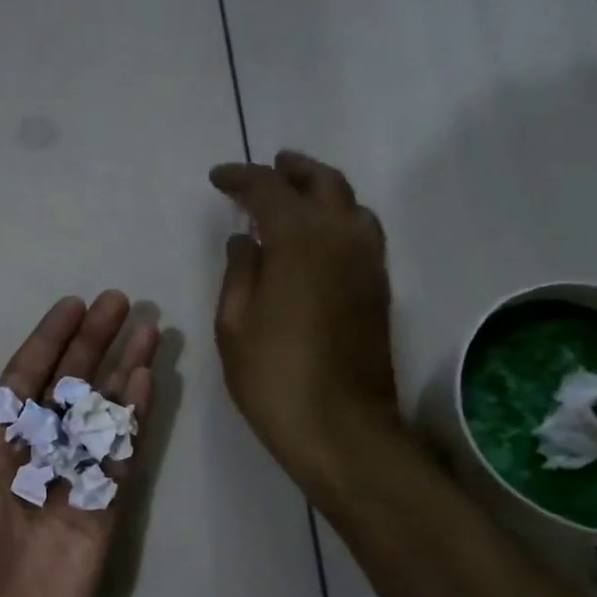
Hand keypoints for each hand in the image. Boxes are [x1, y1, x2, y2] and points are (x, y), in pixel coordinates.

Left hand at [0, 293, 158, 596]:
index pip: (24, 381)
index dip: (48, 342)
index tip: (74, 306)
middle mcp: (33, 456)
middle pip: (68, 388)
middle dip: (93, 345)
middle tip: (122, 303)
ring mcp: (70, 482)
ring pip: (99, 414)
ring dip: (121, 373)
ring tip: (148, 332)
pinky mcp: (101, 511)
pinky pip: (117, 457)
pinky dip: (131, 419)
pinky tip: (143, 383)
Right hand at [211, 152, 402, 485]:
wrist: (340, 428)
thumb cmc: (274, 377)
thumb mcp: (235, 325)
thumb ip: (239, 272)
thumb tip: (244, 240)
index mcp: (300, 241)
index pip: (268, 190)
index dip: (240, 178)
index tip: (218, 178)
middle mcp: (342, 238)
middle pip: (322, 183)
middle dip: (292, 170)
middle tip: (268, 168)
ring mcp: (368, 263)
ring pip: (350, 204)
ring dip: (321, 190)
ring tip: (295, 195)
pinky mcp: (379, 288)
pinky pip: (361, 232)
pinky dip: (338, 218)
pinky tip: (318, 237)